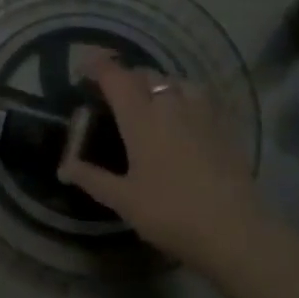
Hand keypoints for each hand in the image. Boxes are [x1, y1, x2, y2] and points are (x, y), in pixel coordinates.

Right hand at [57, 54, 260, 267]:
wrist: (235, 230)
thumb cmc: (171, 213)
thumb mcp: (124, 200)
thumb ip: (92, 178)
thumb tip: (63, 167)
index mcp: (140, 117)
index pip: (115, 76)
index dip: (98, 66)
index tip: (84, 69)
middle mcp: (169, 104)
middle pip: (144, 74)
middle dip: (126, 77)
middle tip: (115, 95)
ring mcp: (200, 111)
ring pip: (174, 81)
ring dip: (157, 84)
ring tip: (151, 101)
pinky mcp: (224, 124)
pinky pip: (199, 96)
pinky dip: (184, 96)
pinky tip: (185, 115)